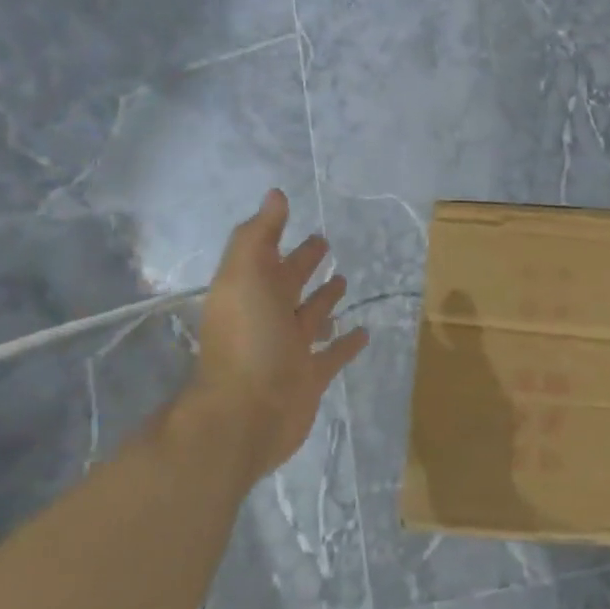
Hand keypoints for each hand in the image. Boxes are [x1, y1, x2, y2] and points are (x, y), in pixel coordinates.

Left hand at [181, 189, 369, 484]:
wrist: (247, 414)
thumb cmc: (247, 340)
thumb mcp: (245, 276)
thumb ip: (258, 235)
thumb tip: (275, 194)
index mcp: (250, 291)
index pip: (268, 257)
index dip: (281, 237)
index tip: (299, 217)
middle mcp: (268, 317)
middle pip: (289, 283)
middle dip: (305, 264)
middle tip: (326, 244)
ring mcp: (289, 349)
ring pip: (311, 317)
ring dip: (326, 299)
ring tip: (345, 281)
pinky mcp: (310, 377)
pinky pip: (333, 354)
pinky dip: (347, 343)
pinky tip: (365, 332)